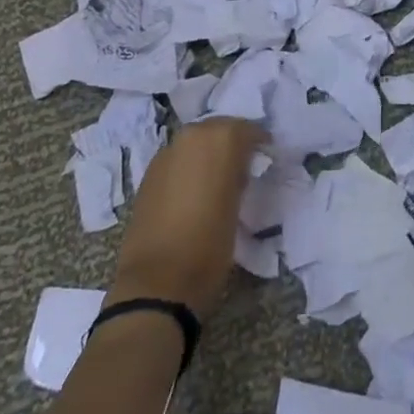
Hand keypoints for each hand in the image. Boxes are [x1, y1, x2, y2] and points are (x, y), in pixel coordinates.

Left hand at [106, 118, 263, 320]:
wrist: (157, 283)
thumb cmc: (209, 246)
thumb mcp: (239, 207)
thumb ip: (239, 176)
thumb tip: (239, 170)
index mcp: (220, 139)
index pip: (248, 130)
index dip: (259, 144)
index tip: (265, 159)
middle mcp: (192, 136)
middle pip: (219, 130)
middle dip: (231, 144)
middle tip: (242, 168)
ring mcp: (167, 153)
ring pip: (196, 143)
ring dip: (207, 154)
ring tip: (217, 180)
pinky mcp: (148, 173)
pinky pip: (178, 159)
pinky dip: (188, 167)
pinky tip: (193, 191)